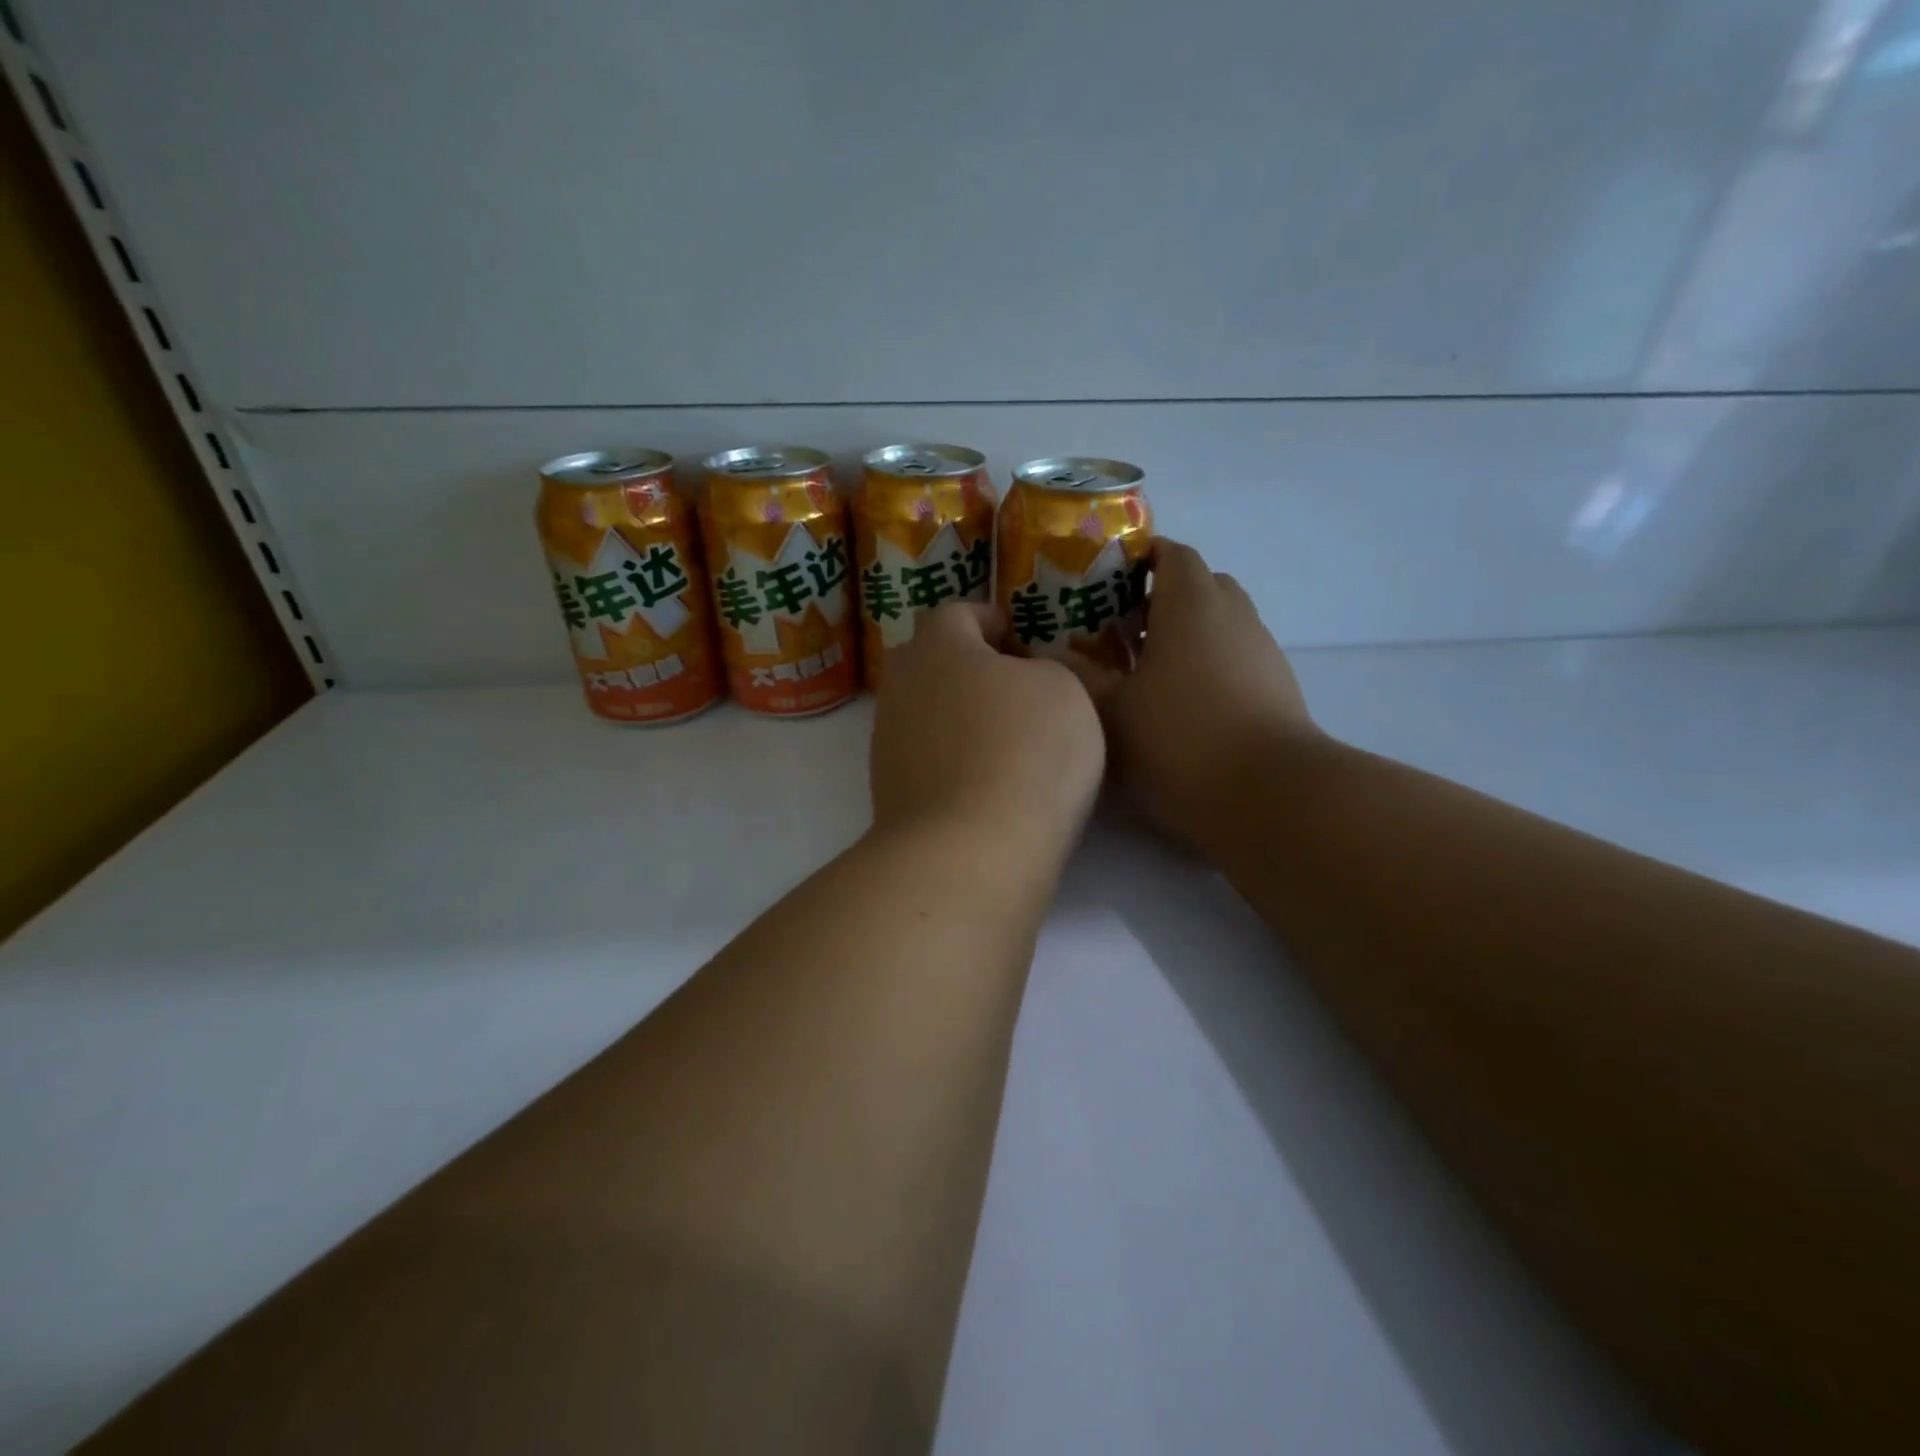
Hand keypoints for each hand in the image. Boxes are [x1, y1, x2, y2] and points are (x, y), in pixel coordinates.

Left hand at [870, 603, 1104, 861]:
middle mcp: (901, 687)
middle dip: (965, 665)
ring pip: (923, 711)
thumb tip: (1024, 676)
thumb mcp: (1063, 689)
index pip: (955, 613)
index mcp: (938, 646)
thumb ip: (1043, 668)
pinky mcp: (888, 791)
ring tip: (1001, 735)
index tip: (1014, 634)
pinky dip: (950, 757)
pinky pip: (924, 757)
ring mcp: (888, 742)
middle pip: (928, 661)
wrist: (970, 849)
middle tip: (1009, 682)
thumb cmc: (1026, 749)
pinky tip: (982, 778)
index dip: (987, 618)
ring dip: (956, 714)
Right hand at [1080, 540, 1318, 848]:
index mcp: (1192, 603)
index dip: (1140, 558)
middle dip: (1160, 598)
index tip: (1108, 582)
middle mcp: (1233, 614)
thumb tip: (1051, 654)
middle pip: (1199, 585)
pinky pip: (1236, 655)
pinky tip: (1182, 705)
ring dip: (1185, 634)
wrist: (1269, 794)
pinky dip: (1208, 663)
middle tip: (1121, 629)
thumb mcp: (1113, 710)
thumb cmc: (1180, 738)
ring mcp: (1261, 650)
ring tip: (1146, 672)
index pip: (1172, 553)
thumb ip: (1080, 675)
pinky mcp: (1277, 686)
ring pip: (1219, 623)